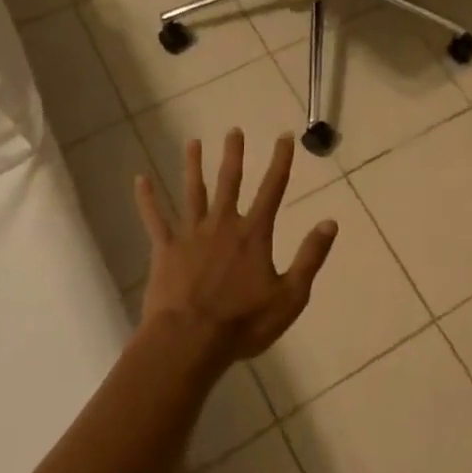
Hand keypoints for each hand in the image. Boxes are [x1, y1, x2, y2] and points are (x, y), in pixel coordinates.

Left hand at [135, 129, 337, 371]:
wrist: (189, 342)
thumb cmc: (243, 323)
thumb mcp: (290, 296)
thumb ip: (310, 257)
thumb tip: (330, 222)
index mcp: (253, 235)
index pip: (272, 190)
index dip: (280, 162)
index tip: (283, 137)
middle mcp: (223, 225)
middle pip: (230, 182)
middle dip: (233, 155)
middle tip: (233, 130)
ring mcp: (191, 235)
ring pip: (193, 192)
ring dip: (193, 166)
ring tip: (192, 142)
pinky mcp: (165, 250)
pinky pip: (155, 219)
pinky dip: (147, 199)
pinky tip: (140, 180)